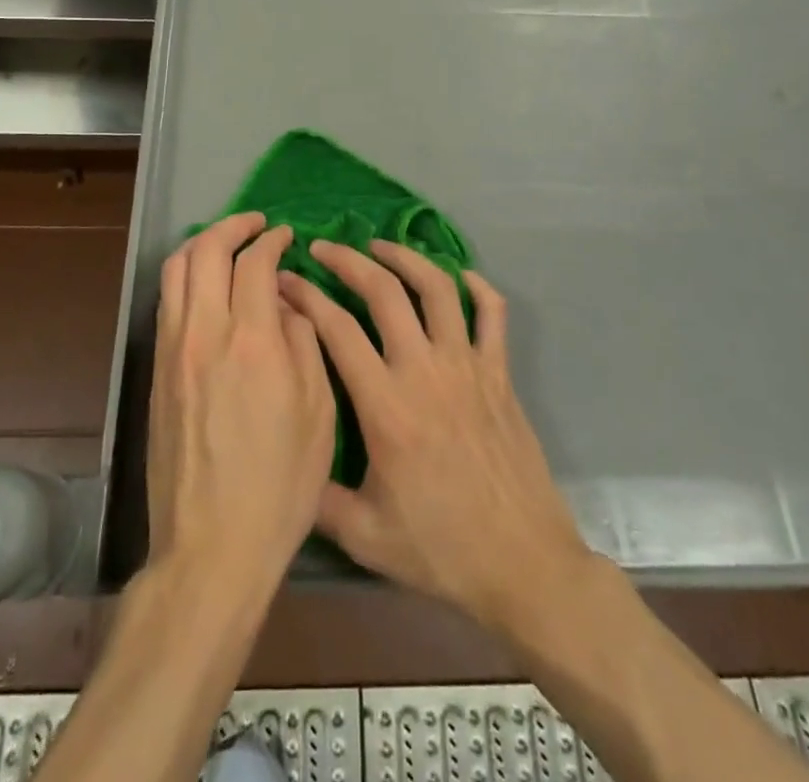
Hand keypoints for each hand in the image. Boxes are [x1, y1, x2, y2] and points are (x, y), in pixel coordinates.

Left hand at [146, 214, 337, 595]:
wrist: (212, 546)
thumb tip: (285, 301)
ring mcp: (172, 351)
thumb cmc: (280, 483)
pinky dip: (185, 279)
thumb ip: (303, 341)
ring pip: (175, 271)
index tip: (285, 237)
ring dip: (201, 246)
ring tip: (226, 246)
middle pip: (205, 251)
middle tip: (255, 226)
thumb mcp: (318, 411)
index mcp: (251, 341)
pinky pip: (166, 303)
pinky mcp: (156, 372)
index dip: (271, 240)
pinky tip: (206, 290)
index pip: (254, 262)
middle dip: (232, 227)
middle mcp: (203, 333)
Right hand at [279, 240, 591, 634]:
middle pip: (384, 292)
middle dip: (348, 261)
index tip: (285, 279)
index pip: (337, 330)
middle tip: (324, 248)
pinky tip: (460, 276)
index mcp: (386, 406)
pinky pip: (493, 313)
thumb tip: (286, 463)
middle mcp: (425, 370)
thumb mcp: (365, 537)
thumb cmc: (442, 549)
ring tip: (380, 246)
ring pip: (437, 288)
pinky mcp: (501, 373)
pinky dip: (477, 286)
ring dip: (406, 257)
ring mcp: (468, 366)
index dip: (306, 297)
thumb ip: (318, 497)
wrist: (523, 564)